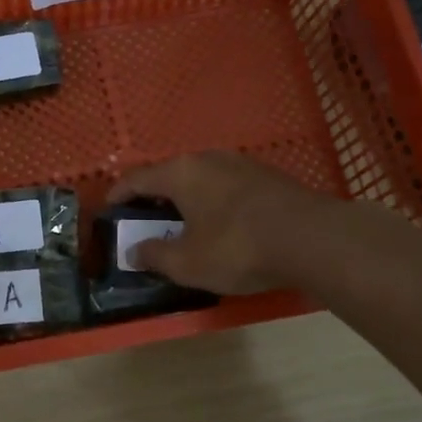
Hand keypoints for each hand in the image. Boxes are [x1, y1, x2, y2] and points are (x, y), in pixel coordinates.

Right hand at [107, 152, 329, 294]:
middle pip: (170, 174)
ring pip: (202, 178)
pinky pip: (227, 186)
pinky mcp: (268, 177)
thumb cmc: (237, 248)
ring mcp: (242, 164)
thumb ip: (155, 255)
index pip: (137, 178)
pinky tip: (221, 223)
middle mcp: (208, 159)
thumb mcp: (187, 262)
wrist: (312, 239)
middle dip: (154, 197)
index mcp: (181, 173)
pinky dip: (214, 202)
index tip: (108, 208)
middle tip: (145, 219)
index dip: (119, 194)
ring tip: (183, 222)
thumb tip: (133, 252)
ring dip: (187, 198)